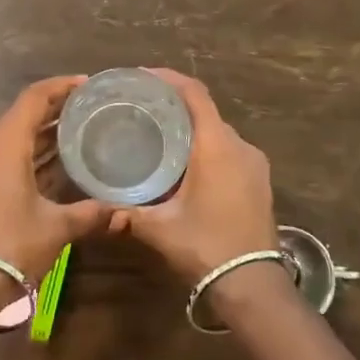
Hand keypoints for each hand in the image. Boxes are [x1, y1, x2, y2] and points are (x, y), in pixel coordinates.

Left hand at [0, 77, 111, 288]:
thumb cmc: (11, 245)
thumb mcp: (56, 228)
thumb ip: (91, 214)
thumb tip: (124, 213)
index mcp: (5, 143)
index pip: (34, 98)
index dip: (60, 87)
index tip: (86, 84)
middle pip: (21, 115)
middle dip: (54, 111)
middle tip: (87, 110)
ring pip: (10, 137)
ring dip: (40, 135)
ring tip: (76, 134)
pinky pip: (1, 156)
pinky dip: (26, 154)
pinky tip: (51, 167)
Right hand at [113, 70, 276, 284]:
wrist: (253, 284)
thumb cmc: (205, 246)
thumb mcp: (159, 228)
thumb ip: (127, 213)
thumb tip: (98, 208)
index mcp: (216, 146)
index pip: (194, 94)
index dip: (169, 78)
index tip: (142, 76)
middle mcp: (240, 146)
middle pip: (206, 111)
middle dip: (175, 105)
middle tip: (142, 108)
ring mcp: (255, 163)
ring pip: (218, 132)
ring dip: (192, 128)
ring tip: (159, 134)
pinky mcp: (260, 181)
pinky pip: (230, 150)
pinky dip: (207, 147)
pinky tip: (185, 163)